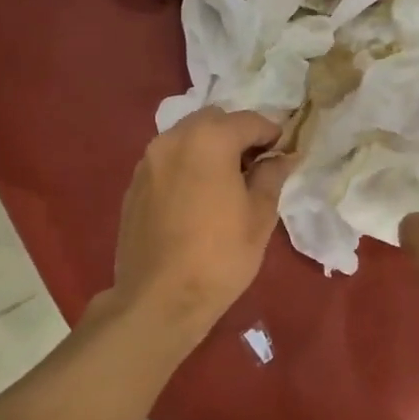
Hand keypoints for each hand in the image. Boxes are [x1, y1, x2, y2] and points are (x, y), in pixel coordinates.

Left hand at [107, 108, 293, 340]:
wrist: (159, 299)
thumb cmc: (220, 256)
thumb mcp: (259, 216)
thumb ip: (271, 176)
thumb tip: (282, 157)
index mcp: (209, 140)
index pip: (249, 121)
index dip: (272, 134)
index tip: (284, 153)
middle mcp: (173, 139)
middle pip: (213, 121)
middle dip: (237, 135)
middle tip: (255, 166)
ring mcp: (148, 161)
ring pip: (186, 138)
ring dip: (210, 148)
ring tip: (226, 182)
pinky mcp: (134, 184)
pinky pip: (168, 161)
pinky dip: (187, 165)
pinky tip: (197, 198)